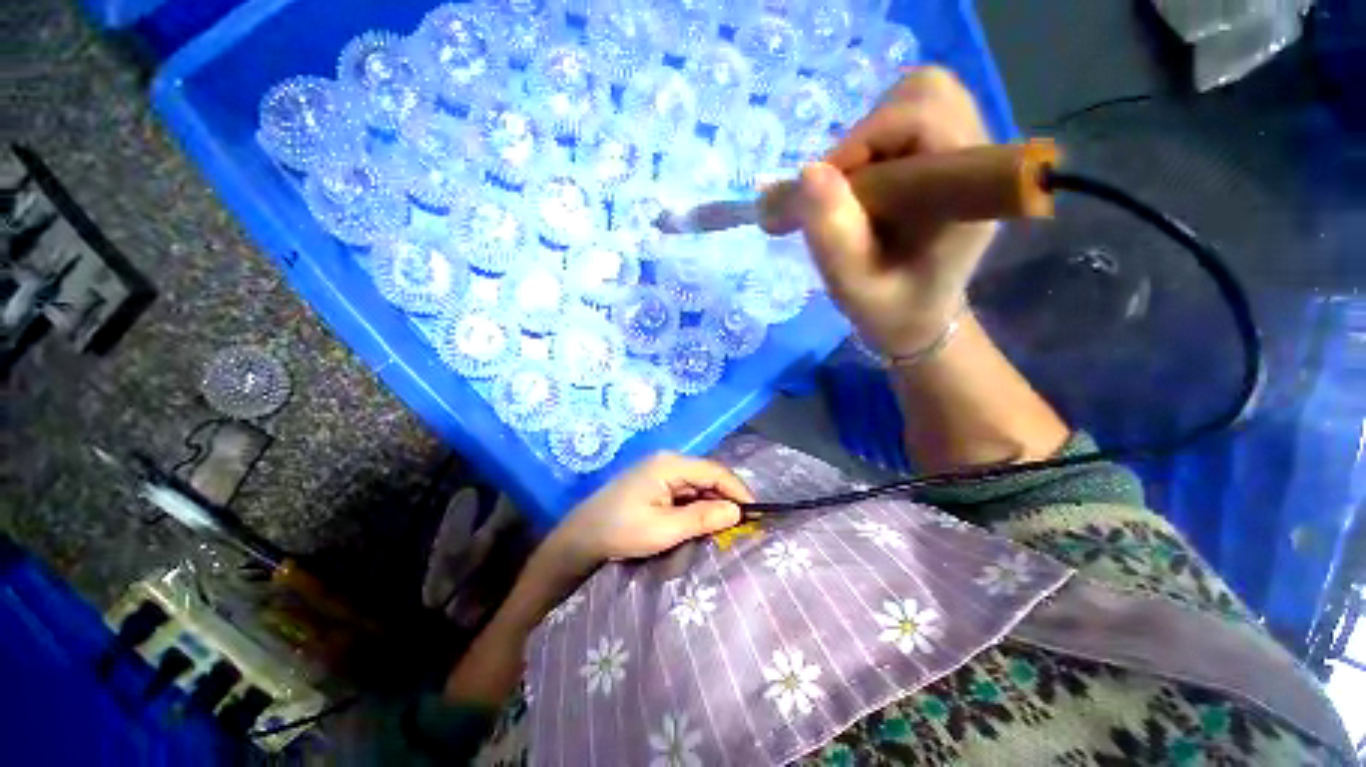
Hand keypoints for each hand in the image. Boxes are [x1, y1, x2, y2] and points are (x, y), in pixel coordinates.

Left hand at [539, 452, 753, 578]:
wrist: (580, 538)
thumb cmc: (620, 531)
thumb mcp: (664, 529)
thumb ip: (702, 518)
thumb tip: (737, 511)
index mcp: (670, 464)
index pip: (715, 471)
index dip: (738, 490)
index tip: (755, 514)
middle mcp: (668, 462)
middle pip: (708, 476)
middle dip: (726, 498)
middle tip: (744, 525)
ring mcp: (661, 472)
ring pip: (698, 485)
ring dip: (713, 504)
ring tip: (728, 527)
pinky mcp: (656, 484)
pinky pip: (686, 492)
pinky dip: (698, 506)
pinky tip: (704, 522)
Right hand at [796, 66, 996, 355]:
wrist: (918, 316)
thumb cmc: (888, 308)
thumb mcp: (852, 285)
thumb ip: (833, 235)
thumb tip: (806, 172)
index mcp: (966, 193)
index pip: (923, 117)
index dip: (862, 142)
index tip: (821, 192)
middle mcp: (978, 160)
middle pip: (925, 93)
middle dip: (866, 135)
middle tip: (840, 190)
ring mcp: (968, 152)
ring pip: (918, 98)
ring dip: (869, 138)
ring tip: (852, 191)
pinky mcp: (951, 155)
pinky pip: (913, 117)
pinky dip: (877, 142)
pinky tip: (866, 185)